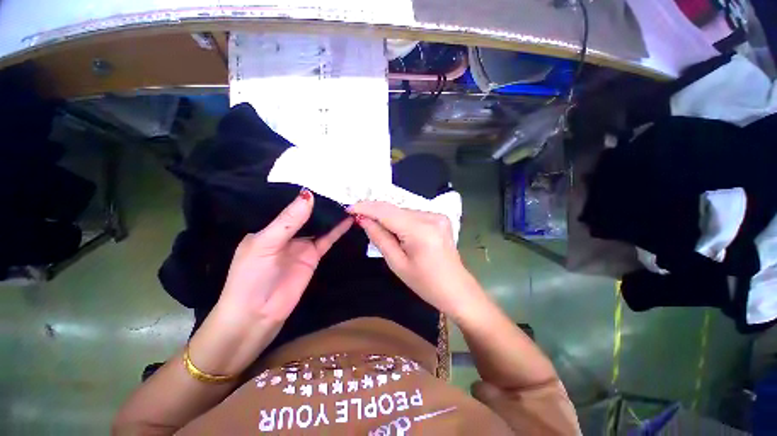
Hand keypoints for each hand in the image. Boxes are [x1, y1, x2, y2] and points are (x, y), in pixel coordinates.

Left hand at [217, 189, 352, 325]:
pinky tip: (348, 219)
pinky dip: (338, 230)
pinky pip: (327, 239)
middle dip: (320, 202)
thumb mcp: (266, 244)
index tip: (321, 179)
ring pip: (319, 225)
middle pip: (306, 214)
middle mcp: (286, 233)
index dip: (303, 194)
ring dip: (331, 215)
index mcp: (269, 227)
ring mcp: (301, 245)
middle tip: (339, 186)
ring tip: (347, 199)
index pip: (288, 205)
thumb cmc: (251, 276)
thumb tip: (308, 194)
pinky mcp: (313, 256)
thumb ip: (288, 221)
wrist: (257, 315)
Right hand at [349, 201, 480, 314]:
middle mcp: (430, 216)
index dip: (366, 207)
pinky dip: (400, 220)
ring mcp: (438, 215)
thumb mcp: (397, 263)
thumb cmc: (425, 283)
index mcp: (420, 230)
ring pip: (403, 211)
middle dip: (375, 212)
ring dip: (388, 217)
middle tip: (359, 219)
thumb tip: (363, 219)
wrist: (456, 289)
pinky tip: (396, 231)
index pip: (386, 211)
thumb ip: (380, 237)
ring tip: (377, 228)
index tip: (349, 209)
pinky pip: (413, 215)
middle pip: (395, 209)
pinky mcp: (440, 218)